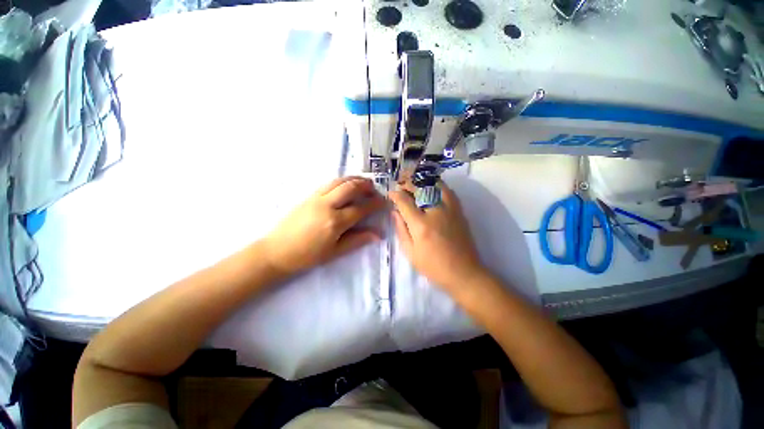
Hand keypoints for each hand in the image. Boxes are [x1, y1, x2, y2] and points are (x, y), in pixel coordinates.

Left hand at [263, 177, 385, 275]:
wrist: (277, 251)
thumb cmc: (308, 255)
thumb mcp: (335, 252)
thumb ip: (358, 240)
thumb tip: (379, 234)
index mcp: (335, 222)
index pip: (361, 208)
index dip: (375, 204)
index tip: (384, 202)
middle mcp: (327, 205)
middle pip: (350, 188)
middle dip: (366, 186)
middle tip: (375, 189)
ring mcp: (316, 198)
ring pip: (339, 181)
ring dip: (354, 179)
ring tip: (364, 182)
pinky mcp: (309, 196)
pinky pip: (329, 183)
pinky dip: (342, 181)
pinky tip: (346, 185)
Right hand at [389, 182, 486, 291]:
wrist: (464, 273)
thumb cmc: (434, 267)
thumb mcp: (411, 253)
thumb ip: (401, 230)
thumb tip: (395, 212)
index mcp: (421, 225)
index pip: (405, 202)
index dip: (395, 195)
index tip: (391, 193)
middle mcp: (435, 213)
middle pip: (420, 189)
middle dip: (408, 184)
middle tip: (401, 185)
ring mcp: (450, 210)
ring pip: (436, 186)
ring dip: (423, 182)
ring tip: (416, 183)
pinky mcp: (459, 212)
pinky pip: (449, 192)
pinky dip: (439, 186)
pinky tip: (433, 189)